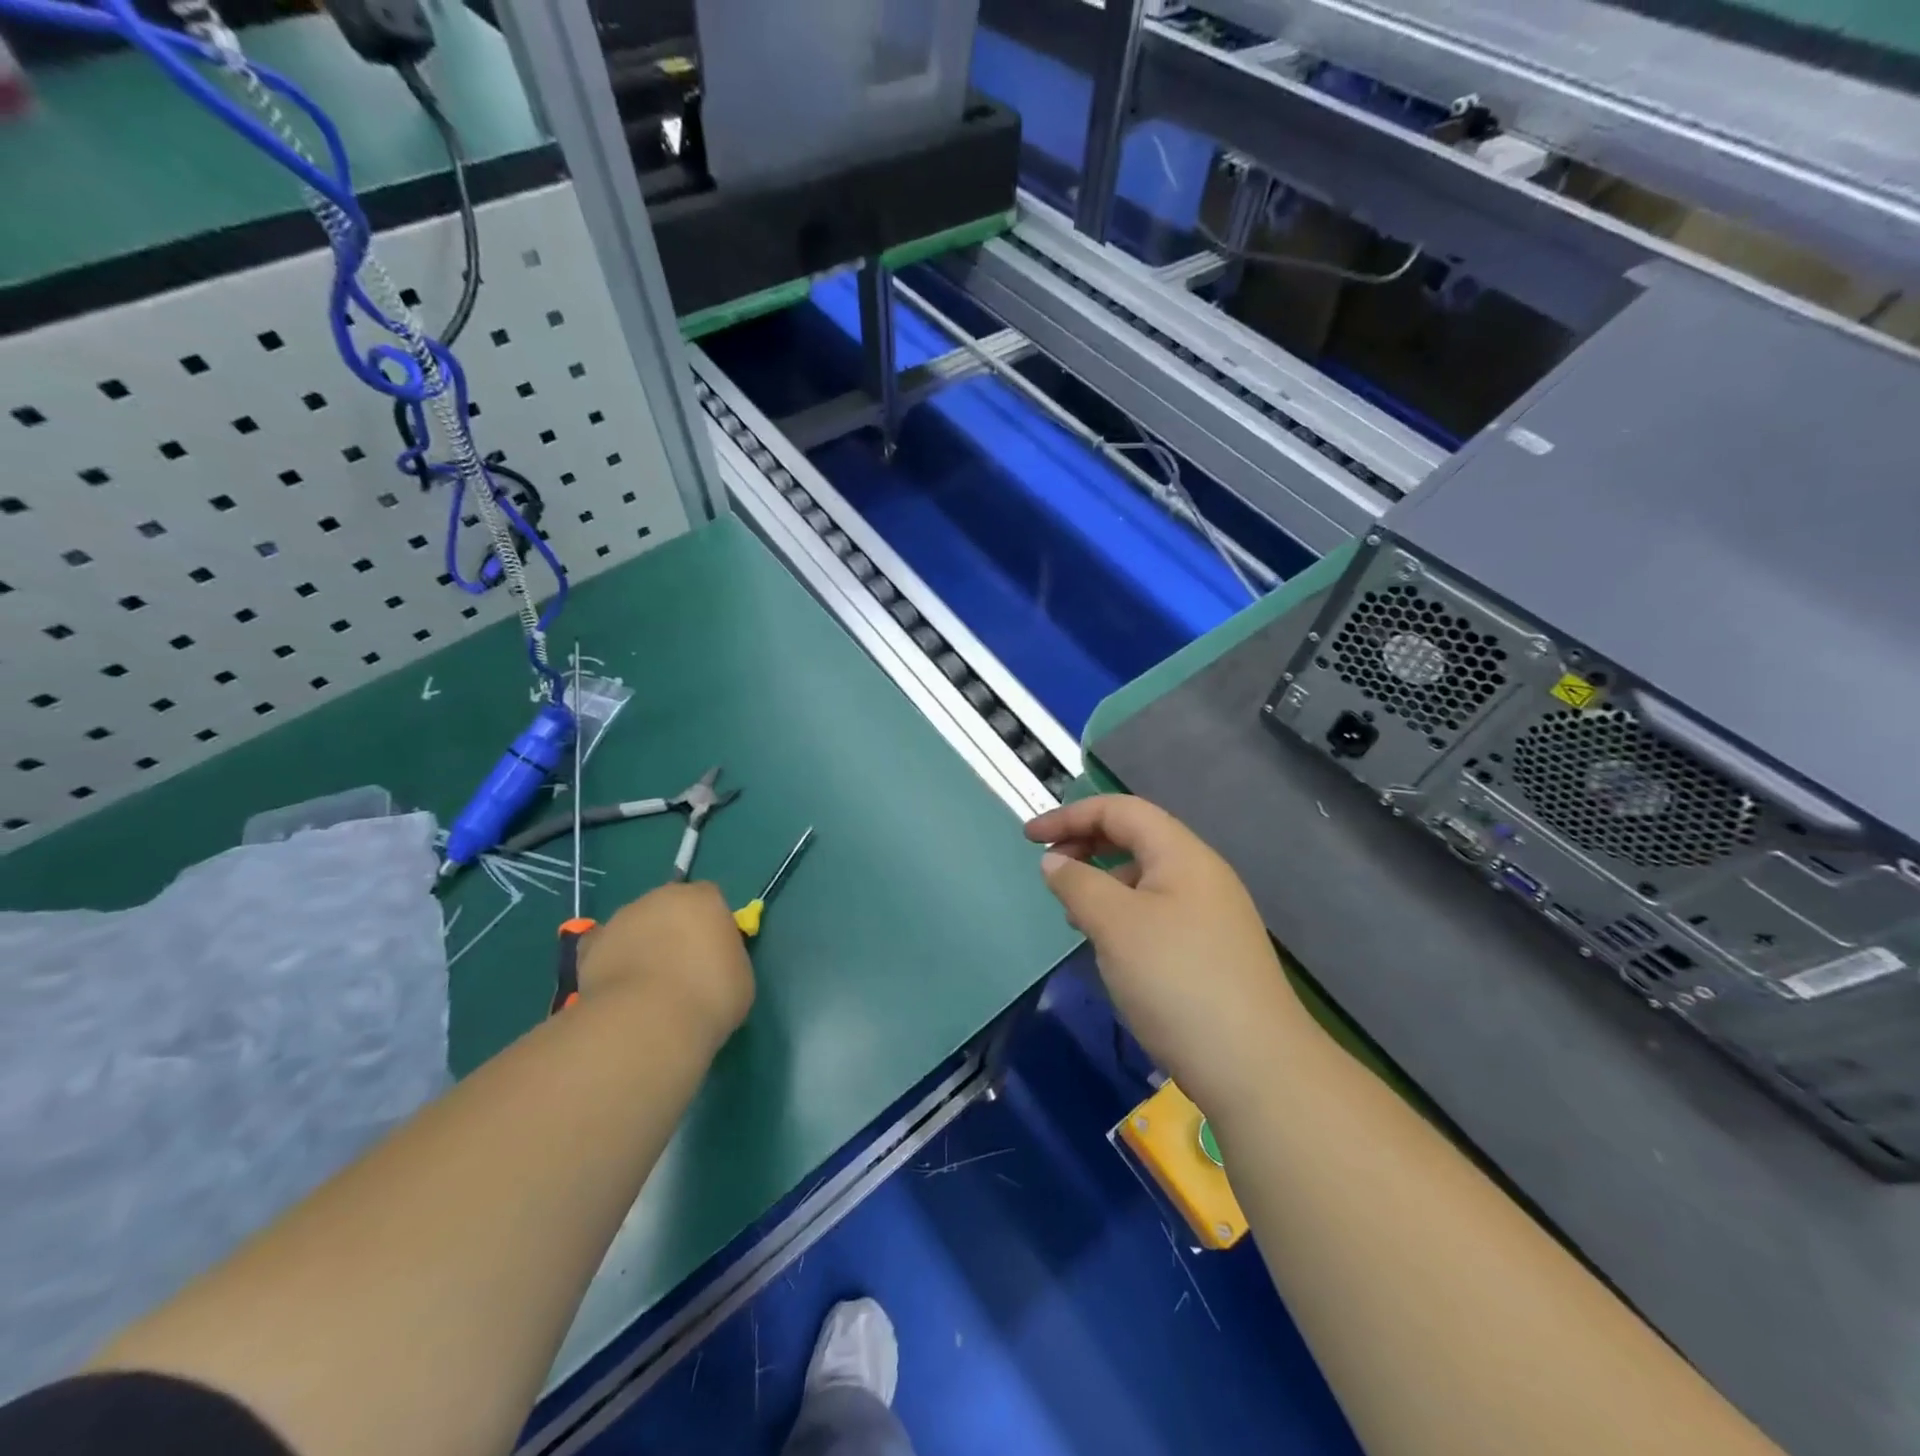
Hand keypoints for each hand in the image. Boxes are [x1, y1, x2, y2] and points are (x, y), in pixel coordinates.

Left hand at [577, 882, 754, 1048]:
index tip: (715, 952)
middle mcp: (660, 898)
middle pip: (670, 907)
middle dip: (674, 930)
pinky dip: (611, 962)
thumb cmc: (709, 995)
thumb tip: (712, 962)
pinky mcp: (590, 948)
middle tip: (682, 968)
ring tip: (648, 987)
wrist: (647, 1022)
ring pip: (637, 926)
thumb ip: (726, 957)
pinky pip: (605, 949)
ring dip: (642, 945)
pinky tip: (619, 988)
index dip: (712, 924)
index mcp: (703, 899)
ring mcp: (621, 920)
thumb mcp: (740, 976)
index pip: (710, 899)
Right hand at [1025, 795, 1304, 1115]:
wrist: (1256, 1067)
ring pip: (1146, 879)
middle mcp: (1202, 875)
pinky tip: (1111, 948)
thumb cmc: (1177, 980)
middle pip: (1136, 838)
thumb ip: (1078, 884)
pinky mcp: (1212, 952)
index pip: (1120, 810)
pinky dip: (1123, 915)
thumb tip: (1054, 862)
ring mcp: (1212, 915)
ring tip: (1074, 914)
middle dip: (1086, 844)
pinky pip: (1157, 913)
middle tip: (1050, 871)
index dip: (1071, 815)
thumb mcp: (1115, 925)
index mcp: (1182, 854)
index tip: (1028, 838)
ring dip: (1103, 883)